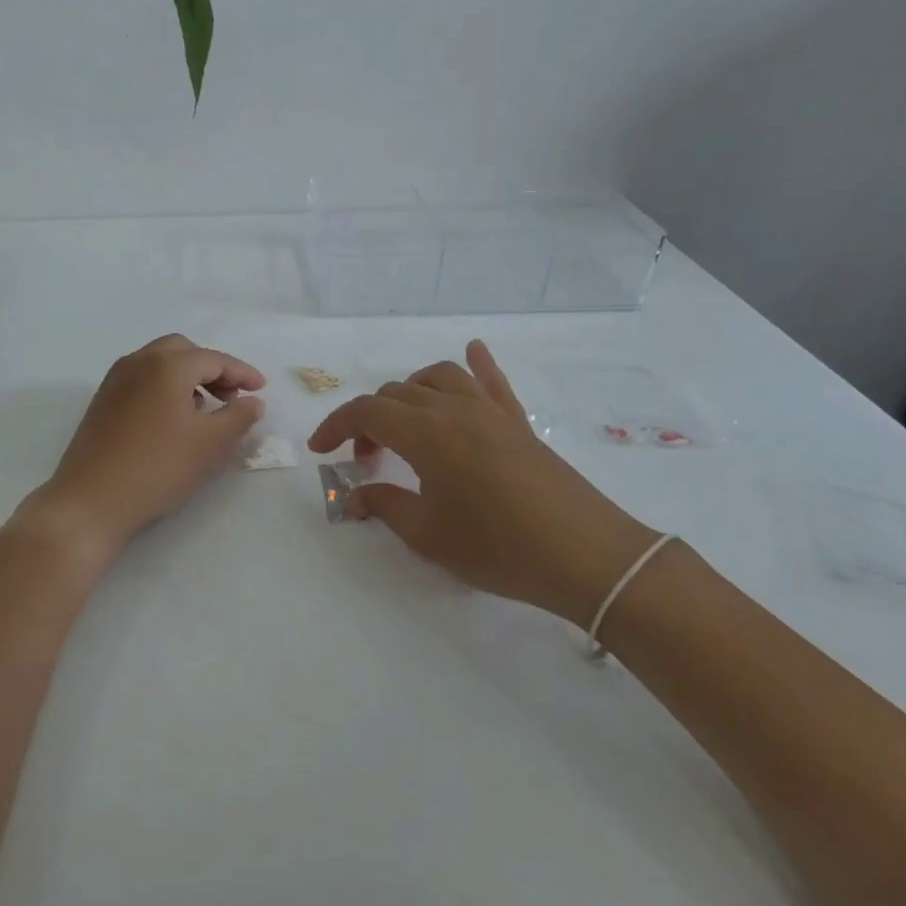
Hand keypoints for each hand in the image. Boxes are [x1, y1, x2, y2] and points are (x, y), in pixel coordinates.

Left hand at [28, 333, 266, 559]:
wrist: (91, 500)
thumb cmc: (158, 467)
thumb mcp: (210, 444)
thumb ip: (239, 417)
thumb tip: (253, 401)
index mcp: (167, 365)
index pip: (213, 359)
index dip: (242, 372)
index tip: (261, 389)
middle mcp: (138, 362)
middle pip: (183, 351)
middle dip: (212, 368)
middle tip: (232, 396)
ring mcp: (115, 381)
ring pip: (159, 363)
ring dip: (188, 377)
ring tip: (206, 408)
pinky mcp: (102, 401)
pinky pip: (142, 380)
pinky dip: (165, 387)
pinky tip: (173, 419)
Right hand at [308, 340, 659, 626]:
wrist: (584, 556)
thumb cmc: (497, 547)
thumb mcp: (427, 535)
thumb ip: (385, 507)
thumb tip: (356, 498)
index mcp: (426, 432)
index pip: (366, 411)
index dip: (335, 426)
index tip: (320, 450)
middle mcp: (454, 409)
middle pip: (397, 394)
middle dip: (369, 420)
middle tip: (365, 460)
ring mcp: (490, 411)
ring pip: (438, 377)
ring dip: (409, 392)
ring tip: (404, 423)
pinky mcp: (518, 423)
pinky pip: (492, 381)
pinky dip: (477, 363)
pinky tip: (474, 350)